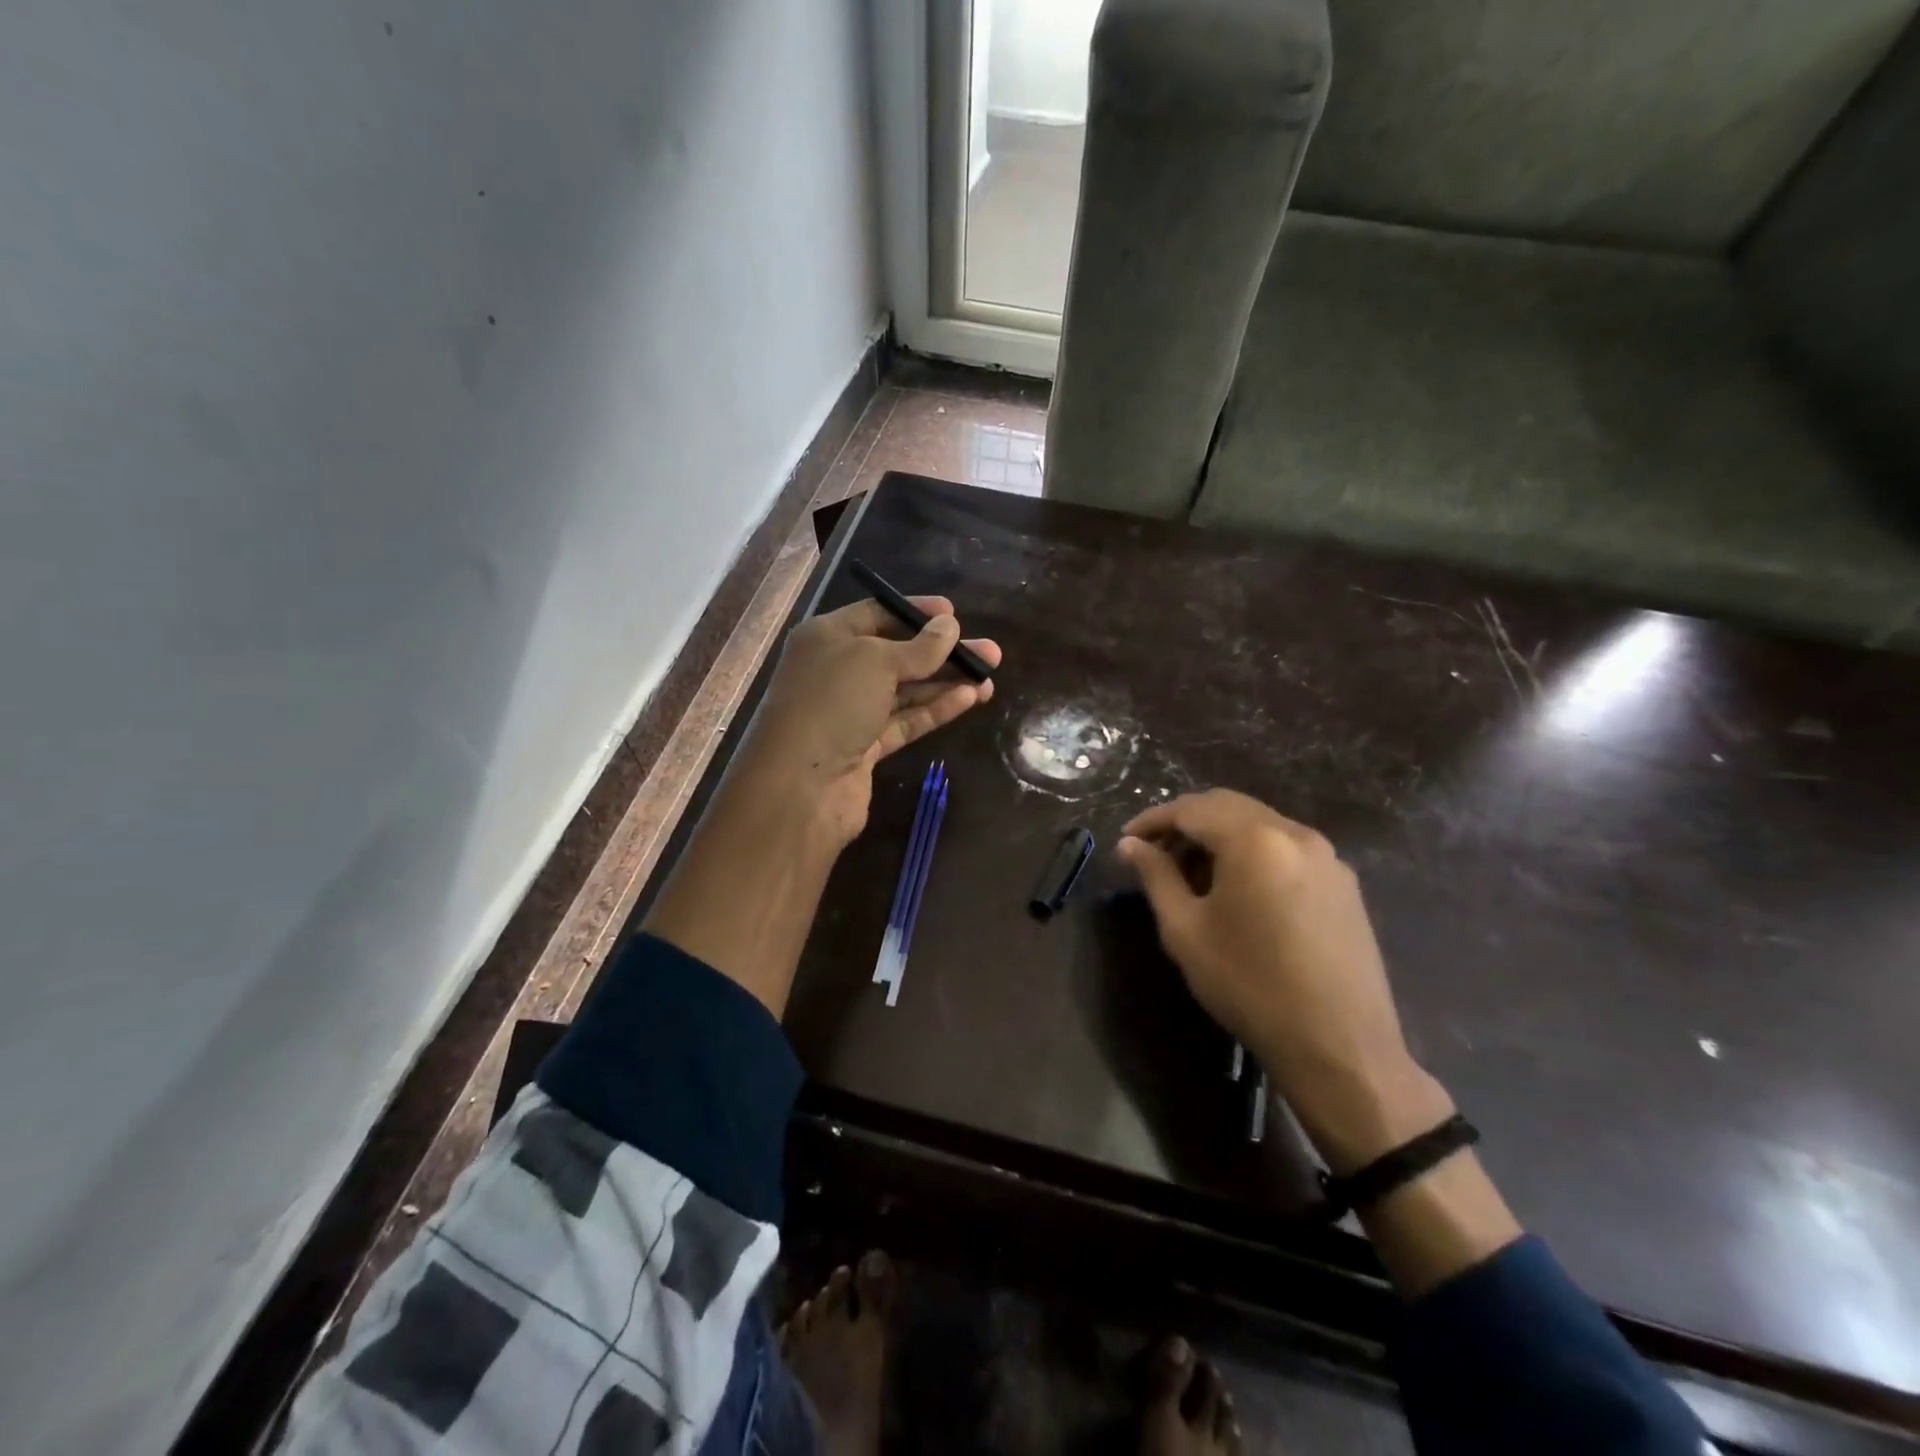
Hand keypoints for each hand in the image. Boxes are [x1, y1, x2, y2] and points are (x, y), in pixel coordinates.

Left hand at [734, 595, 1001, 845]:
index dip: (915, 612)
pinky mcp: (866, 747)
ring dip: (946, 682)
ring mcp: (851, 712)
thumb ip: (919, 647)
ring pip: (906, 690)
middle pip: (897, 654)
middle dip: (942, 652)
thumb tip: (949, 626)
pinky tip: (969, 699)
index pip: (876, 614)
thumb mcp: (876, 661)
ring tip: (989, 676)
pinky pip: (906, 721)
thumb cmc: (832, 703)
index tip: (954, 614)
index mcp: (827, 637)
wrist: (800, 786)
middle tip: (989, 651)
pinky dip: (935, 709)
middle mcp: (837, 671)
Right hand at [1118, 790, 1450, 1171]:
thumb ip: (1156, 876)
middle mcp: (1294, 833)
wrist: (1339, 1046)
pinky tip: (1237, 889)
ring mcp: (1326, 856)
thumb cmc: (1249, 985)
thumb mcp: (1186, 930)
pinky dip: (1252, 852)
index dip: (1153, 820)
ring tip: (1192, 874)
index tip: (1126, 840)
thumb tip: (1131, 845)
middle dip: (1186, 823)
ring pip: (1259, 824)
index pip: (1191, 809)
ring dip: (1220, 836)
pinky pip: (1286, 847)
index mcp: (1254, 839)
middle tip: (1156, 853)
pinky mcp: (1343, 882)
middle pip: (1227, 806)